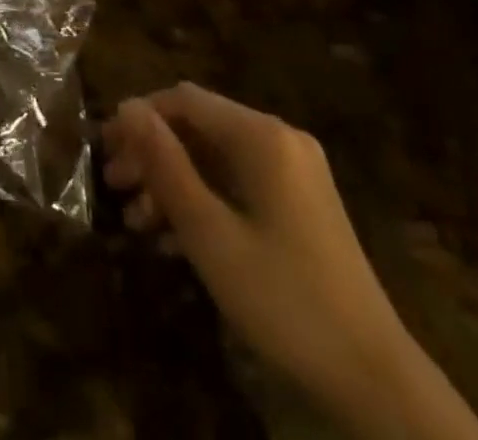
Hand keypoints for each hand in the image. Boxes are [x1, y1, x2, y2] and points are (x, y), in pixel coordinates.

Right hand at [103, 86, 477, 439]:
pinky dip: (204, 199)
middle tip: (114, 187)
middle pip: (200, 127)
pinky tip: (174, 238)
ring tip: (135, 220)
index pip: (184, 100)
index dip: (139, 118)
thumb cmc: (282, 298)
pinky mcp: (301, 204)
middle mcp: (280, 138)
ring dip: (174, 181)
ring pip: (217, 157)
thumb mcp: (210, 232)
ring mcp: (295, 171)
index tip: (104, 150)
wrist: (373, 378)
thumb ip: (165, 164)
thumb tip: (127, 107)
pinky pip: (240, 183)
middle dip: (153, 153)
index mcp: (261, 135)